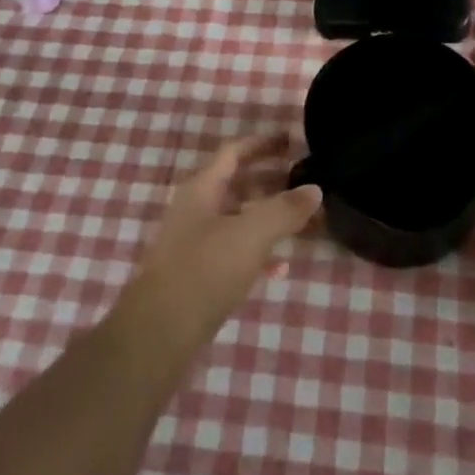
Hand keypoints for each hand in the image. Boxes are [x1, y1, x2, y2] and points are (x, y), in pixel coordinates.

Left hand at [121, 132, 322, 345]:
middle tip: (307, 180)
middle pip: (238, 183)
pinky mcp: (200, 275)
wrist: (159, 333)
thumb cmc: (204, 270)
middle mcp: (197, 209)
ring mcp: (196, 243)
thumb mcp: (251, 234)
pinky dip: (259, 251)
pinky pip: (236, 251)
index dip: (263, 143)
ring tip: (304, 220)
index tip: (293, 140)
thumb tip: (315, 189)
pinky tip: (283, 265)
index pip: (235, 151)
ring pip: (240, 218)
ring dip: (270, 216)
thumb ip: (284, 209)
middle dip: (273, 180)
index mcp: (203, 188)